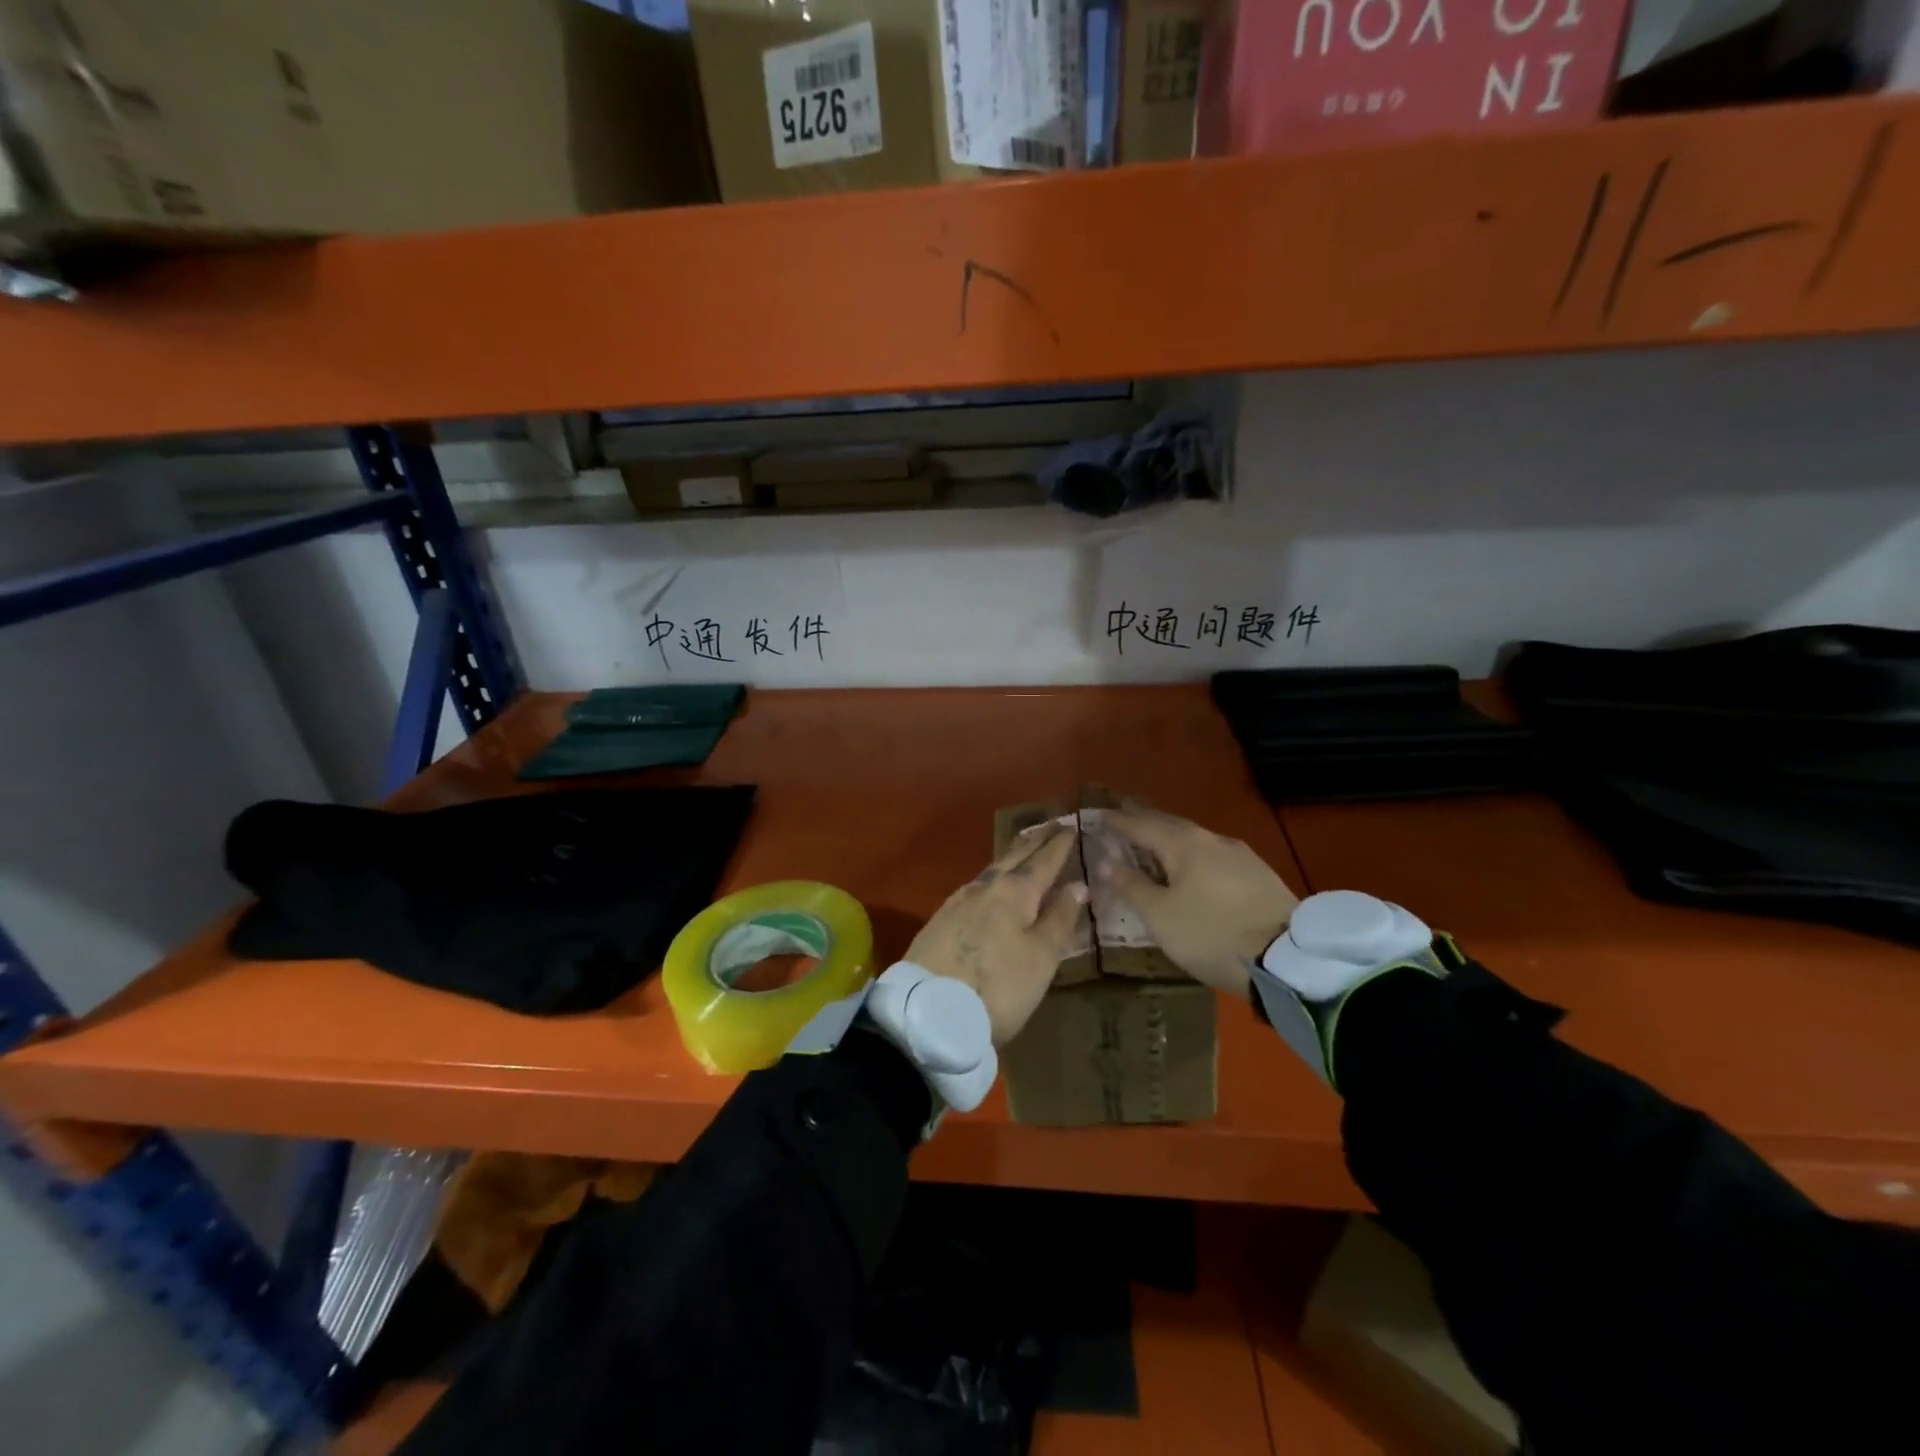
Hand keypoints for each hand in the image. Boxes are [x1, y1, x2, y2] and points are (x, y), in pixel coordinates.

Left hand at [905, 823, 1086, 1045]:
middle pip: (1013, 857)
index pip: (1043, 861)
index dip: (1059, 845)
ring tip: (1023, 850)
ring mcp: (958, 901)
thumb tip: (1078, 885)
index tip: (1071, 826)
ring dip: (1011, 857)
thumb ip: (1060, 919)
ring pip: (992, 870)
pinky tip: (989, 885)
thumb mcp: (1041, 958)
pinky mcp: (940, 920)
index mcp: (1015, 892)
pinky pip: (974, 887)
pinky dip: (991, 877)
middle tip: (1049, 825)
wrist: (928, 1010)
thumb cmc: (998, 986)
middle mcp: (985, 887)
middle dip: (1033, 841)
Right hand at [1097, 809, 1299, 997]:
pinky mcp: (1259, 874)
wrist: (1286, 958)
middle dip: (1145, 818)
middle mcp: (1211, 840)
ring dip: (1171, 835)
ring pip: (1195, 838)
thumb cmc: (1211, 934)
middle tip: (1125, 812)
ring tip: (1156, 838)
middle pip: (1170, 823)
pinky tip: (1194, 863)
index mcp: (1183, 844)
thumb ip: (1132, 886)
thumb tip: (1106, 861)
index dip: (1118, 821)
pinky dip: (1193, 853)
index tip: (1098, 814)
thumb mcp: (1161, 916)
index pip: (1141, 825)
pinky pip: (1214, 854)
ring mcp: (1240, 855)